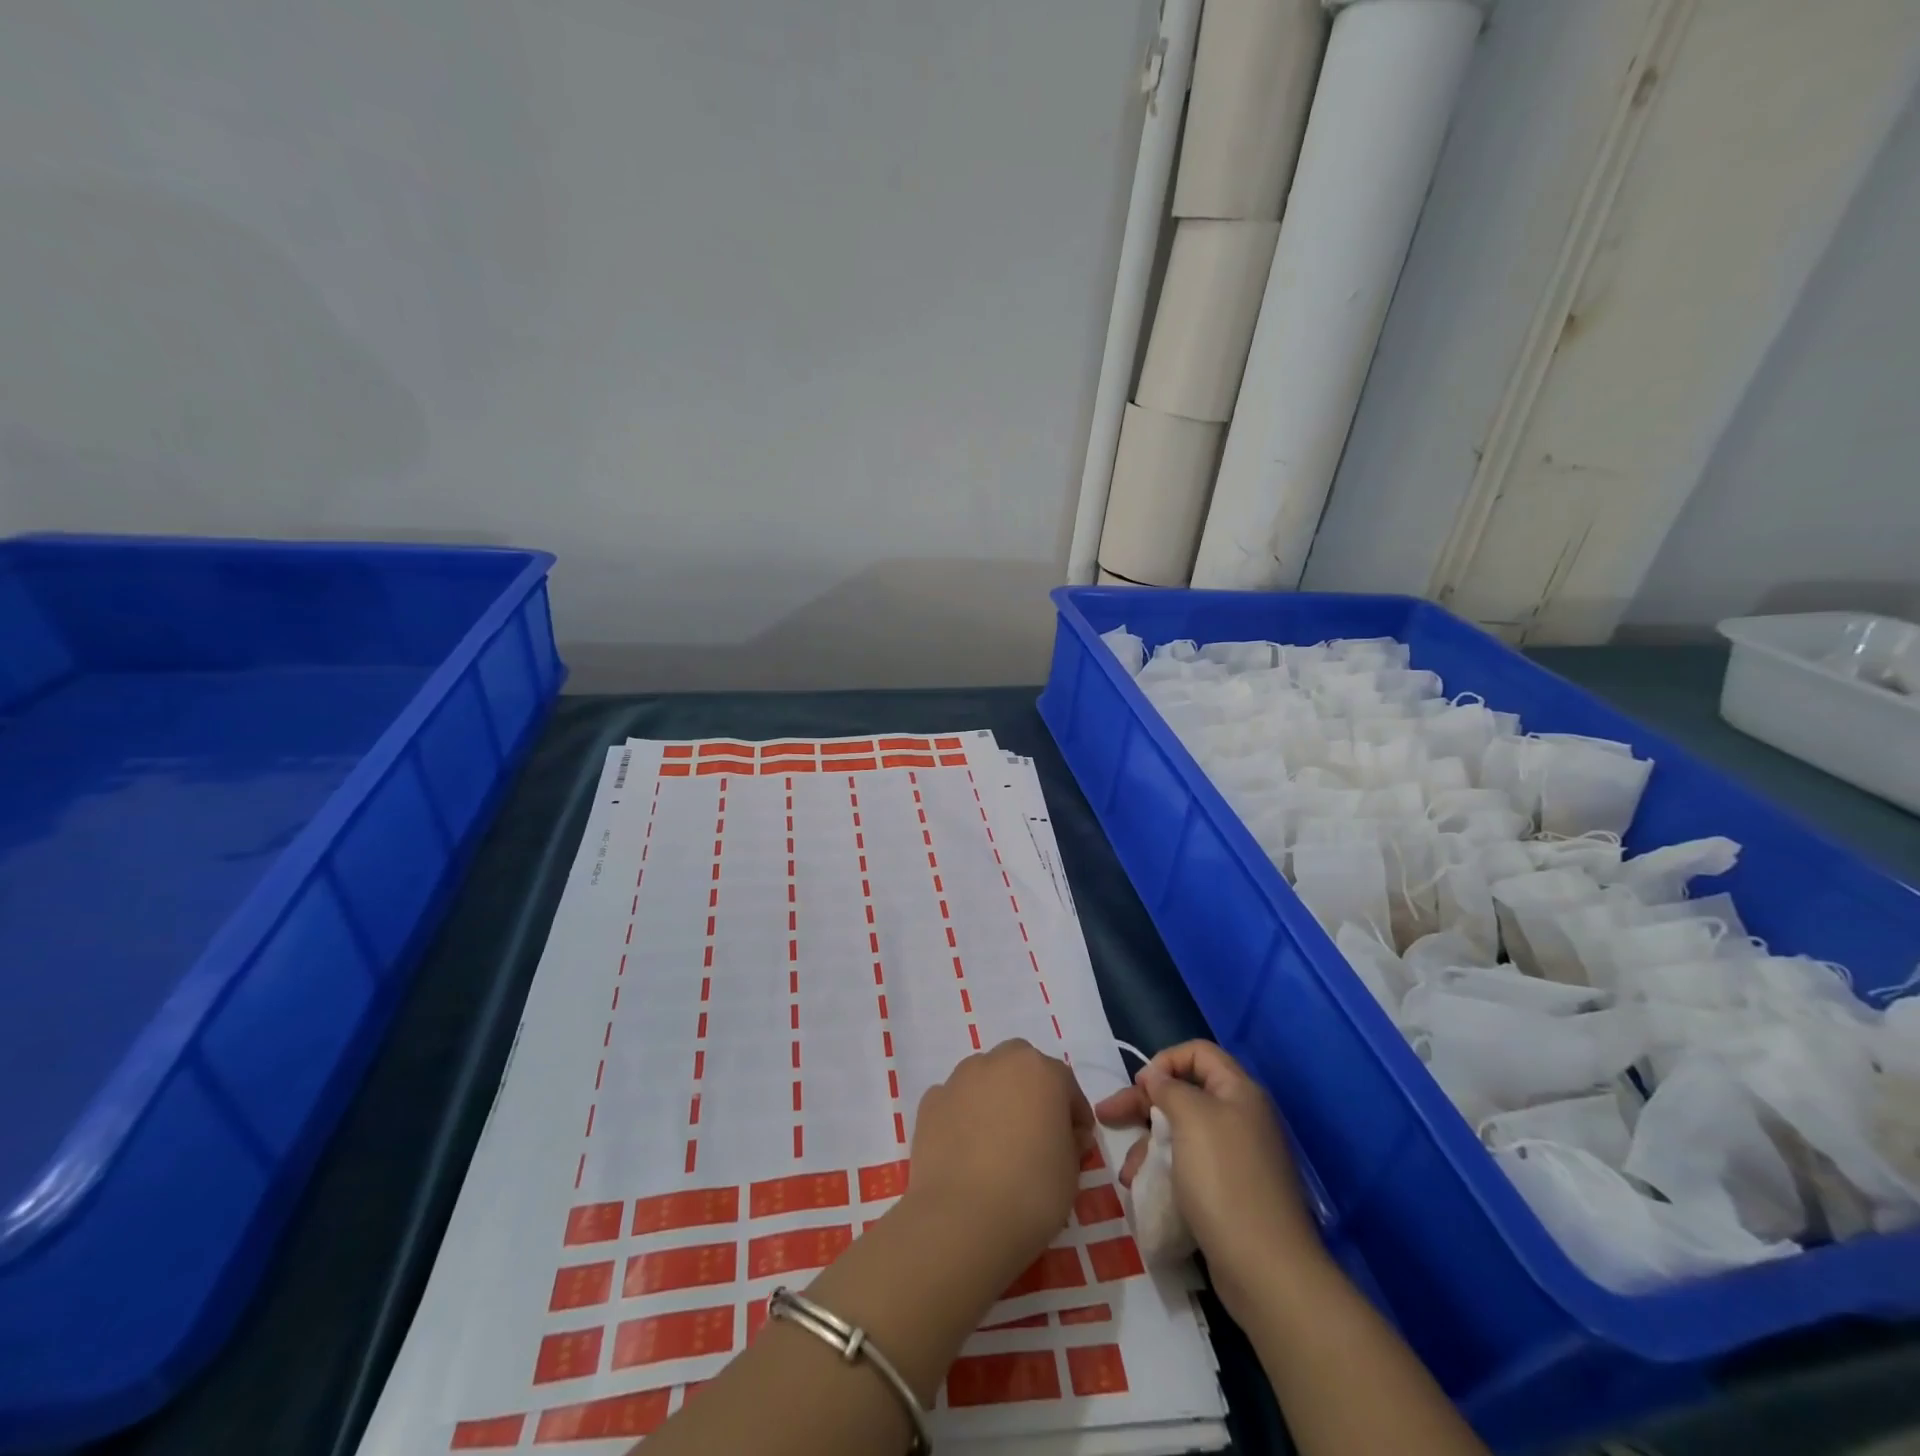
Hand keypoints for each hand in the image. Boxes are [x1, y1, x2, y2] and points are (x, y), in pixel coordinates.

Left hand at [908, 1039, 1094, 1280]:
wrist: (962, 1219)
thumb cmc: (1031, 1192)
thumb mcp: (1071, 1173)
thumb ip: (1072, 1143)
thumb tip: (1069, 1135)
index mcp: (1041, 1071)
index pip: (1065, 1083)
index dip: (1073, 1112)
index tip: (1077, 1141)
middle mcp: (999, 1061)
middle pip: (1020, 1066)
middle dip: (1031, 1090)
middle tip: (1036, 1131)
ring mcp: (960, 1078)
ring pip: (985, 1077)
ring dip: (995, 1097)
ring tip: (997, 1141)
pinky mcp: (930, 1101)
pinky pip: (955, 1101)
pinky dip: (963, 1116)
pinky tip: (966, 1150)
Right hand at [1095, 1040, 1325, 1316]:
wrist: (1267, 1270)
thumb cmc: (1225, 1179)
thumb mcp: (1192, 1118)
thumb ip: (1169, 1088)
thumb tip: (1156, 1077)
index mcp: (1238, 1092)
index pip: (1198, 1052)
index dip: (1165, 1061)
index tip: (1141, 1086)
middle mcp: (1240, 1118)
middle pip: (1184, 1093)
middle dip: (1143, 1105)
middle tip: (1106, 1117)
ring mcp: (1237, 1158)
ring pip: (1181, 1134)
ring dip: (1148, 1145)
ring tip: (1127, 1174)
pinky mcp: (1230, 1194)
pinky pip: (1189, 1168)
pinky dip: (1164, 1172)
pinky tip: (1144, 1191)